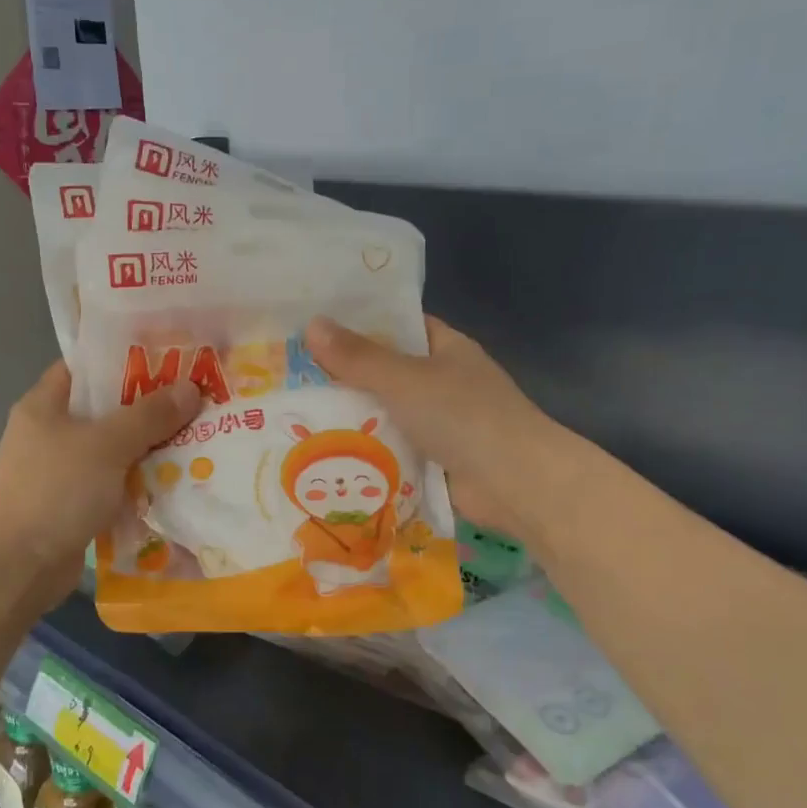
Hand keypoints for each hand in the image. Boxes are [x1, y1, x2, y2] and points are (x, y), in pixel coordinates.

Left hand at [0, 362, 200, 607]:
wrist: (19, 566)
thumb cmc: (57, 490)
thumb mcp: (107, 445)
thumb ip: (149, 415)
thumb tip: (190, 388)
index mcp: (44, 405)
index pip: (86, 367)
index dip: (125, 360)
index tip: (169, 360)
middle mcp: (49, 433)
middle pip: (105, 409)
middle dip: (148, 407)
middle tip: (194, 400)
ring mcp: (59, 471)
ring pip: (112, 449)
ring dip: (148, 448)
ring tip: (194, 438)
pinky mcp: (71, 504)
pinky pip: (112, 483)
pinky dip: (137, 481)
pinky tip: (173, 480)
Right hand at [305, 315, 576, 549]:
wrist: (515, 484)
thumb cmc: (464, 416)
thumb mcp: (405, 380)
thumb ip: (358, 357)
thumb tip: (311, 325)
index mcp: (446, 348)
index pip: (398, 326)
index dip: (359, 323)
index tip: (315, 326)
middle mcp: (444, 382)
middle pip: (387, 372)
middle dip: (346, 376)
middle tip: (291, 375)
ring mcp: (441, 423)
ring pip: (387, 413)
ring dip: (353, 418)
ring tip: (296, 415)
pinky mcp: (435, 460)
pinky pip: (393, 449)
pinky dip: (368, 452)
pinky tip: (326, 453)